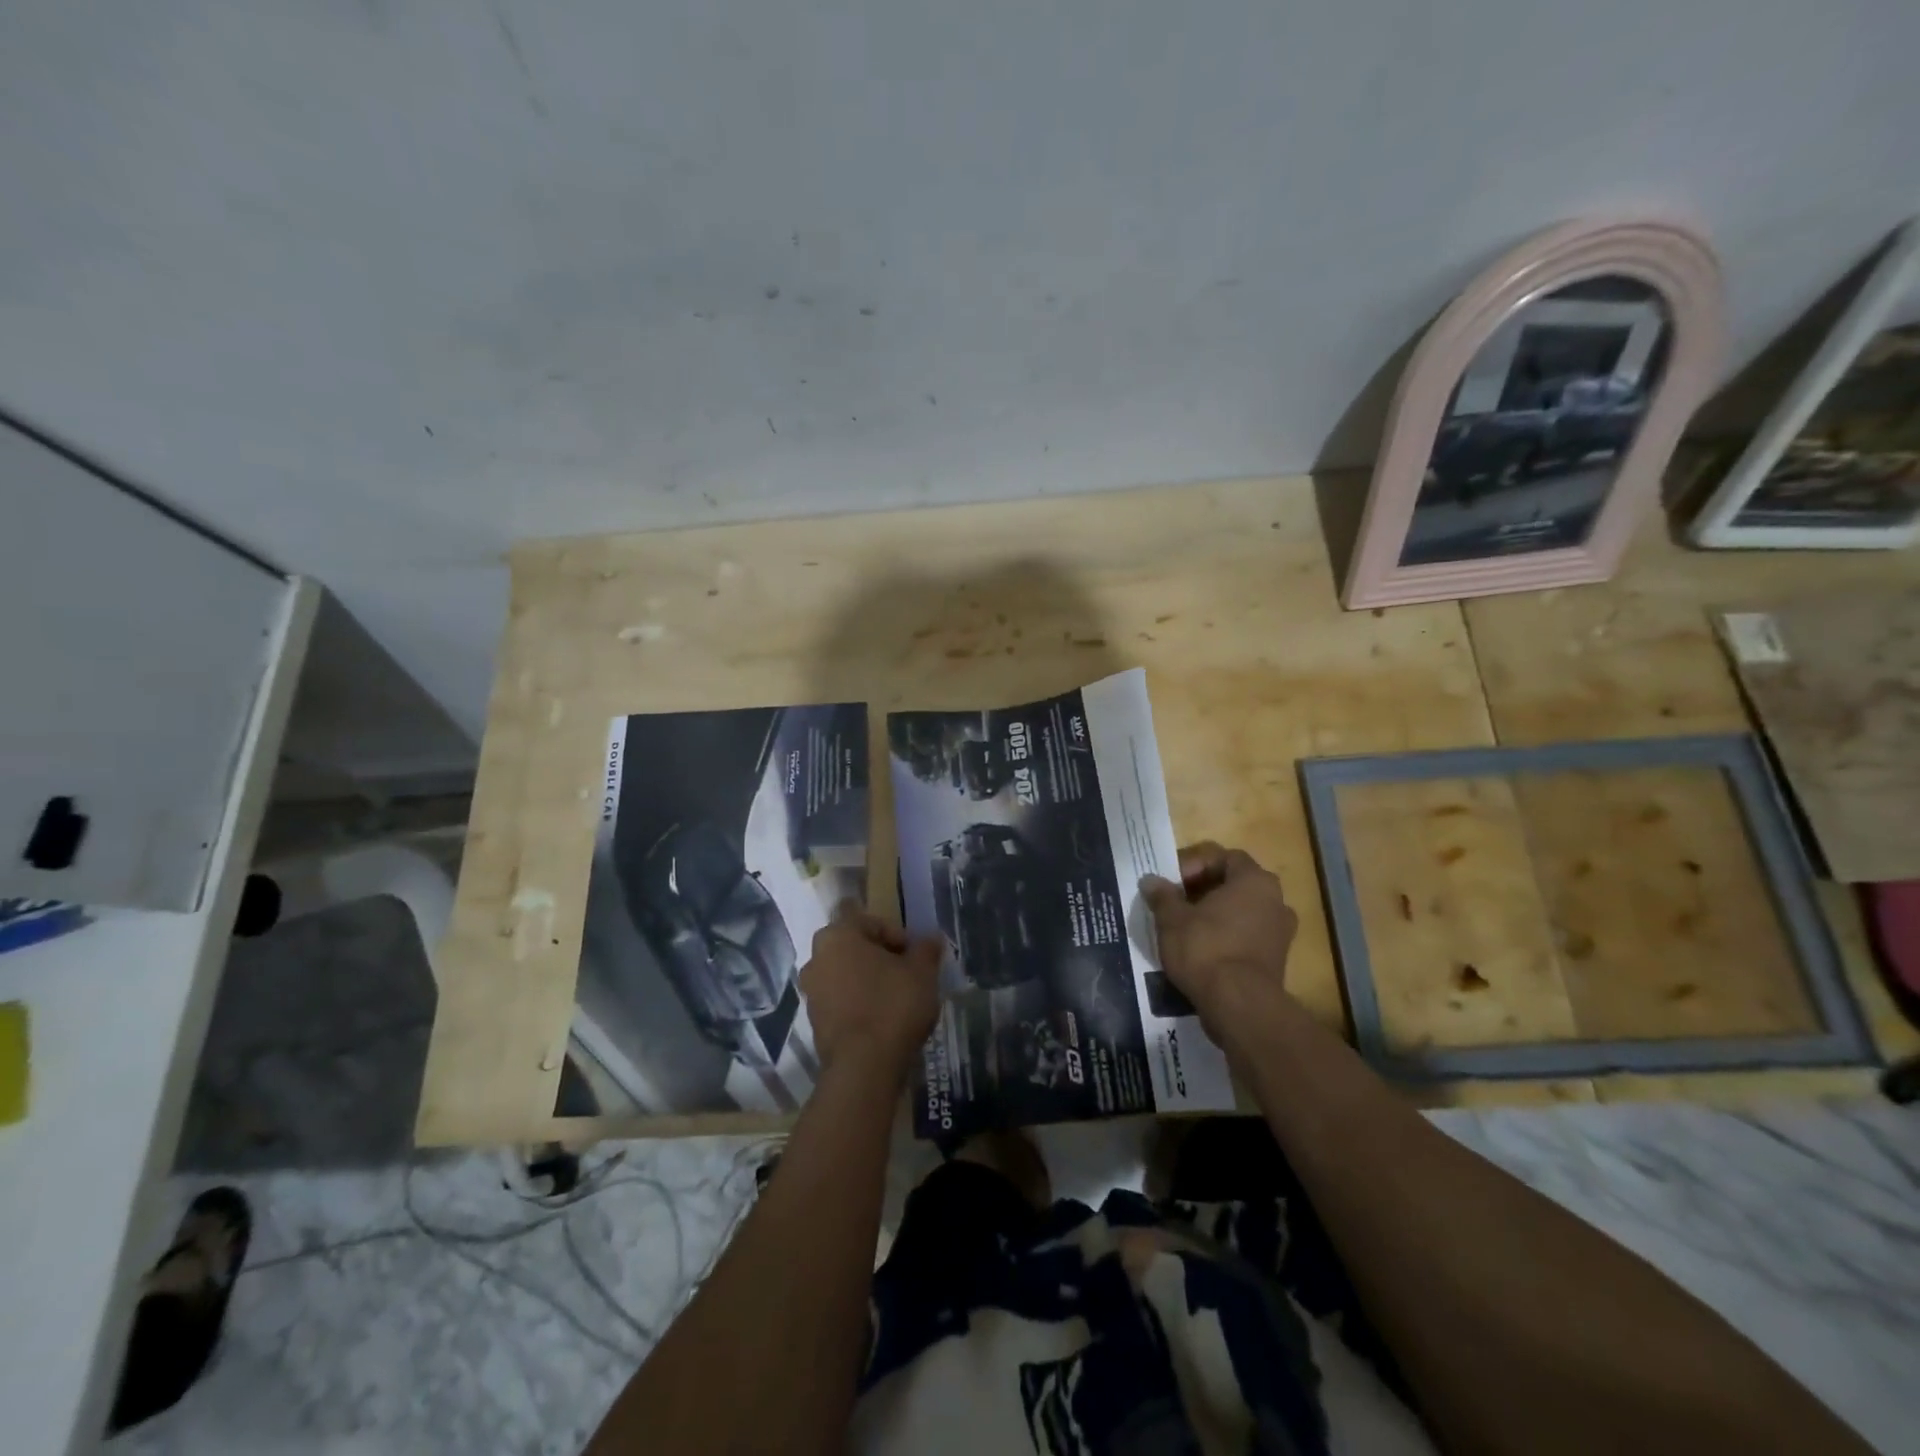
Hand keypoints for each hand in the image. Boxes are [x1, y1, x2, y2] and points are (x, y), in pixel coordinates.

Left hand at [799, 903, 942, 1085]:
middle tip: (906, 974)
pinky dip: (858, 1003)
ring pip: (845, 974)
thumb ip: (926, 950)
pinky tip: (881, 1019)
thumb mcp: (922, 972)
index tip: (914, 956)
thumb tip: (932, 938)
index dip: (896, 935)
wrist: (863, 1067)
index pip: (869, 921)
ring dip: (867, 980)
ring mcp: (811, 991)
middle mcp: (817, 958)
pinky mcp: (814, 1021)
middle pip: (854, 947)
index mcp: (838, 935)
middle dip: (880, 957)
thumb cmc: (892, 1005)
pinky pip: (840, 1001)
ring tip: (896, 999)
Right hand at [1140, 842, 1297, 1044]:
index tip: (1172, 883)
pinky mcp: (1277, 960)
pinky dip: (1226, 938)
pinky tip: (1202, 952)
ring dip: (1215, 915)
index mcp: (1254, 880)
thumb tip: (1151, 880)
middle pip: (1234, 884)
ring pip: (1241, 912)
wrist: (1239, 1006)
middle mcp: (1275, 900)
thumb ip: (1162, 895)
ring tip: (1185, 928)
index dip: (1194, 864)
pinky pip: (1247, 937)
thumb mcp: (1172, 919)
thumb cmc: (1206, 949)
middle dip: (1203, 890)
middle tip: (1175, 903)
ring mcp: (1280, 932)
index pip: (1224, 857)